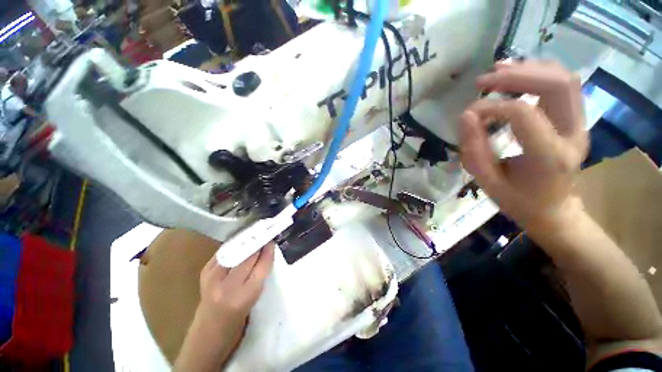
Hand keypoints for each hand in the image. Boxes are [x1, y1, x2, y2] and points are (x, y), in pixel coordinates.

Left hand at [174, 243, 274, 371]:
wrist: (209, 328)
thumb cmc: (238, 316)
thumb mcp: (255, 296)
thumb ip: (262, 271)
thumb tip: (267, 248)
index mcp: (245, 296)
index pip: (262, 265)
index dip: (268, 250)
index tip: (273, 240)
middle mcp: (227, 287)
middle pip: (248, 256)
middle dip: (258, 242)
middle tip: (265, 233)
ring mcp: (212, 278)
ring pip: (236, 250)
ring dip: (247, 241)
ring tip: (255, 234)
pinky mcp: (204, 271)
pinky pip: (224, 251)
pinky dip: (234, 245)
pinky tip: (240, 242)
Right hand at [460, 61, 587, 229]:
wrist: (554, 211)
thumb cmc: (518, 201)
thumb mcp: (487, 182)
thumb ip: (474, 150)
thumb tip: (466, 115)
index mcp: (550, 157)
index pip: (523, 114)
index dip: (491, 107)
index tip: (468, 114)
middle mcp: (573, 135)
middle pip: (555, 85)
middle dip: (516, 75)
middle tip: (483, 81)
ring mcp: (581, 126)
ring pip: (564, 79)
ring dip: (529, 69)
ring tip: (497, 71)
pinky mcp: (577, 121)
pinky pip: (564, 86)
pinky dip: (539, 74)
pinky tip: (516, 76)